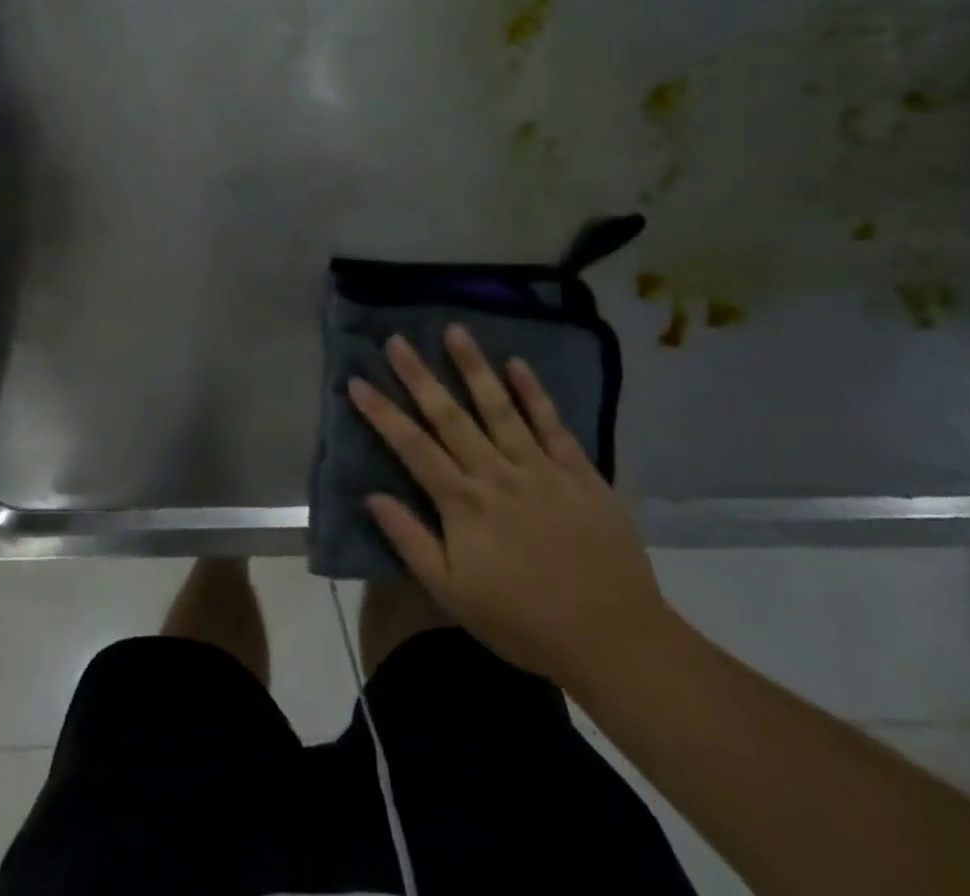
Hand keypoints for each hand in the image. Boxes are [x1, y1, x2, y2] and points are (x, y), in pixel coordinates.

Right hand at [350, 328, 672, 688]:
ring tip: (455, 330)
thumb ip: (410, 541)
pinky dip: (534, 392)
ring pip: (499, 408)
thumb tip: (370, 496)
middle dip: (419, 376)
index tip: (356, 381)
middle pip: (449, 416)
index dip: (382, 413)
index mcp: (463, 503)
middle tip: (396, 340)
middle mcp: (496, 473)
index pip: (411, 447)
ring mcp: (539, 468)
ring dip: (474, 367)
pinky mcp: (578, 472)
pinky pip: (552, 424)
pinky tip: (518, 363)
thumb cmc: (523, 621)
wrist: (614, 640)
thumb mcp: (453, 594)